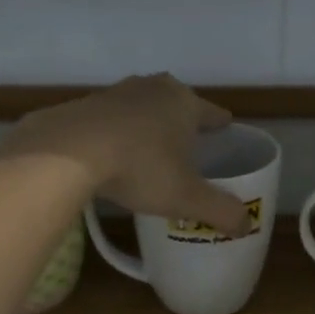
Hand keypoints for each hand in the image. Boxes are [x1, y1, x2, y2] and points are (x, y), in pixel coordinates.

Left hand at [0, 74, 251, 237]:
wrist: (67, 152)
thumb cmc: (140, 168)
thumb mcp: (186, 197)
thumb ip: (220, 210)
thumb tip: (247, 224)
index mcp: (184, 102)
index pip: (212, 113)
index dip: (220, 125)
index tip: (225, 132)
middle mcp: (153, 88)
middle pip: (176, 104)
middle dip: (183, 122)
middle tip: (188, 145)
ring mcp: (115, 93)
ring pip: (142, 108)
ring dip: (147, 125)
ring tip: (150, 151)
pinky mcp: (84, 105)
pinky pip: (111, 120)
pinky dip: (117, 133)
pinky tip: (112, 154)